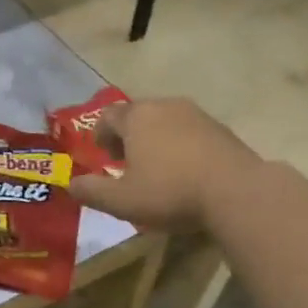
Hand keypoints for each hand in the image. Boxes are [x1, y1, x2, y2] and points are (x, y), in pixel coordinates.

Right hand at [69, 98, 264, 230]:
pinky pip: (189, 130)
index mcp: (136, 117)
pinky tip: (186, 169)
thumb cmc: (170, 192)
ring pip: (165, 120)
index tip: (104, 157)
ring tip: (157, 167)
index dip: (101, 135)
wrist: (237, 191)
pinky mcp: (221, 128)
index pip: (108, 116)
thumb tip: (70, 185)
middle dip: (128, 135)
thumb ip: (91, 191)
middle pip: (137, 114)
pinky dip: (180, 144)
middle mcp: (164, 106)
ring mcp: (196, 114)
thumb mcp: (122, 201)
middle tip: (127, 162)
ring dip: (155, 138)